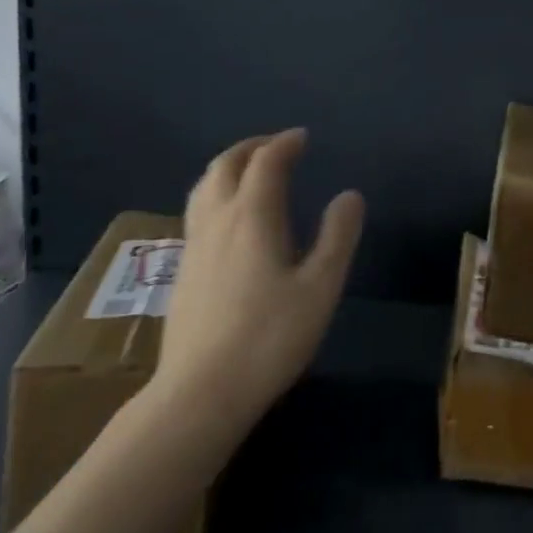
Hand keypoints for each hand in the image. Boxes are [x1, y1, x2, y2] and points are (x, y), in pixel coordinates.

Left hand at [151, 129, 364, 433]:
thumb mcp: (320, 287)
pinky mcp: (182, 271)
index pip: (266, 161)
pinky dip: (216, 194)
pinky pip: (197, 211)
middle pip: (226, 165)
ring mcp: (194, 246)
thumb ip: (337, 236)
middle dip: (252, 147)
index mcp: (252, 216)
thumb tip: (350, 195)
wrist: (199, 394)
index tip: (303, 138)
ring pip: (204, 187)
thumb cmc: (268, 338)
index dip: (285, 143)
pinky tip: (228, 219)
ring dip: (228, 167)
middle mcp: (217, 220)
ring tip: (249, 171)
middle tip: (276, 146)